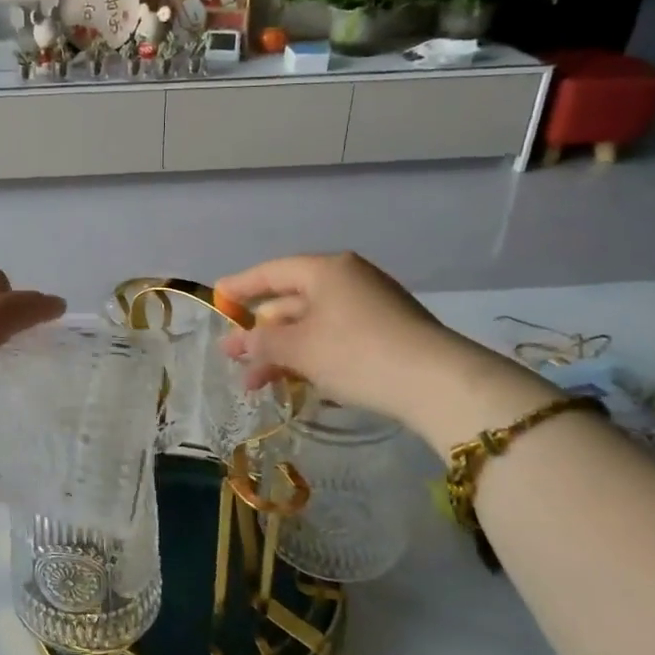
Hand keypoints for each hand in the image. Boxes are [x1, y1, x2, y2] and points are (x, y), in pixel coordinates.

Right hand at [213, 253, 506, 427]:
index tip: (217, 299)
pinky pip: (335, 338)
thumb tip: (238, 343)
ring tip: (258, 384)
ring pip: (312, 325)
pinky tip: (298, 383)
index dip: (240, 287)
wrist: (437, 383)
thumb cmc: (356, 353)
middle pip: (291, 301)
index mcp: (326, 270)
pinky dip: (311, 356)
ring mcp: (371, 306)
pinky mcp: (387, 333)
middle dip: (260, 332)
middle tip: (233, 357)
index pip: (272, 272)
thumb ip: (261, 342)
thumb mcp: (298, 348)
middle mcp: (348, 279)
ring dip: (282, 352)